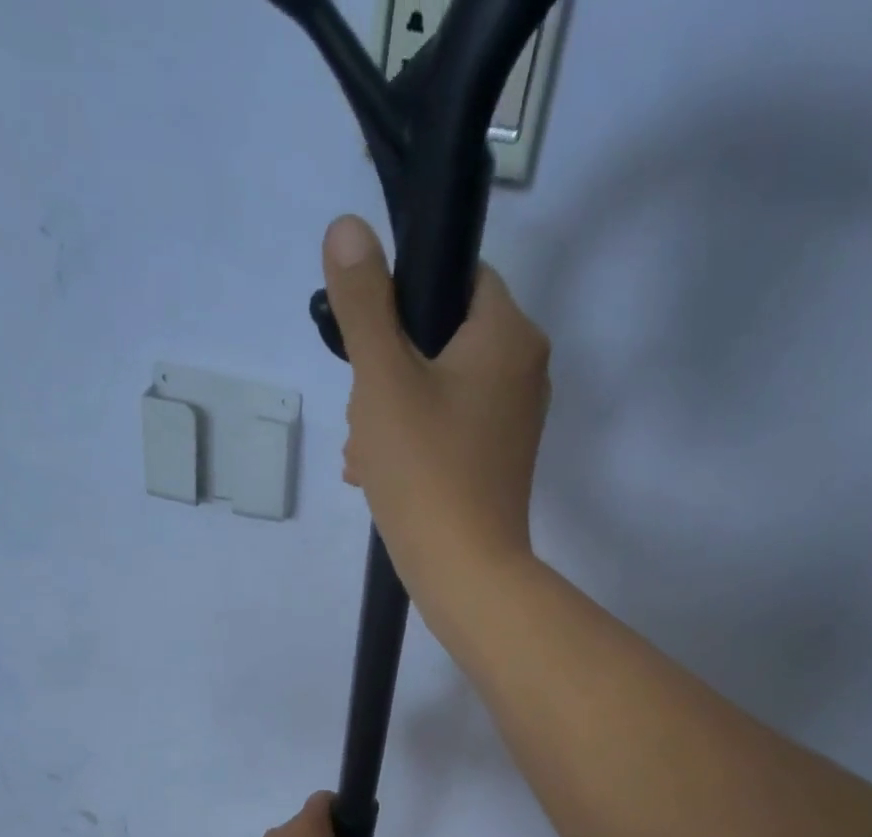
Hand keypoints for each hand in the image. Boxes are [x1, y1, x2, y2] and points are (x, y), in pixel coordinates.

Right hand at [321, 214, 551, 597]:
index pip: (458, 278)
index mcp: (510, 335)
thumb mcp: (382, 379)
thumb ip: (364, 302)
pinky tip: (377, 475)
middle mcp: (524, 371)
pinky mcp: (497, 463)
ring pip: (437, 390)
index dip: (404, 301)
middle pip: (441, 340)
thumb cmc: (426, 470)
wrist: (466, 573)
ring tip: (365, 456)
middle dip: (387, 374)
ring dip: (390, 415)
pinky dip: (411, 445)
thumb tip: (348, 227)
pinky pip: (447, 431)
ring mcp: (513, 422)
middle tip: (364, 418)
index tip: (371, 344)